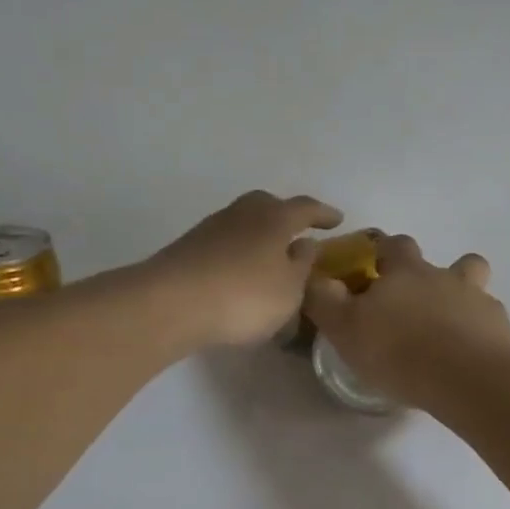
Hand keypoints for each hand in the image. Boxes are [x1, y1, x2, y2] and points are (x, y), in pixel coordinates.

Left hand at [148, 191, 343, 347]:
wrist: (171, 303)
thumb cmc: (244, 295)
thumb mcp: (288, 289)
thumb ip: (301, 266)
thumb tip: (305, 244)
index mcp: (275, 218)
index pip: (306, 208)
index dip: (323, 214)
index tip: (337, 221)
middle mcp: (243, 213)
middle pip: (268, 205)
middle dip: (285, 216)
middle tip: (298, 233)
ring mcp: (211, 228)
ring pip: (243, 223)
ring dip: (258, 236)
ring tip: (269, 259)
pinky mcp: (188, 248)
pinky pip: (224, 243)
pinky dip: (237, 253)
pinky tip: (239, 274)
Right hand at [305, 233, 509, 406]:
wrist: (466, 378)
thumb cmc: (398, 350)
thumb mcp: (344, 327)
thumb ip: (324, 298)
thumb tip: (312, 275)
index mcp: (406, 271)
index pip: (392, 245)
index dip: (382, 252)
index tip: (372, 269)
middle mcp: (444, 276)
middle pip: (442, 260)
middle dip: (428, 274)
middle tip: (410, 304)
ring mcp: (478, 300)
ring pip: (474, 283)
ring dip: (463, 296)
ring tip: (448, 326)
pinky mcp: (500, 329)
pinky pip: (489, 321)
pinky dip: (480, 331)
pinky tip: (468, 354)